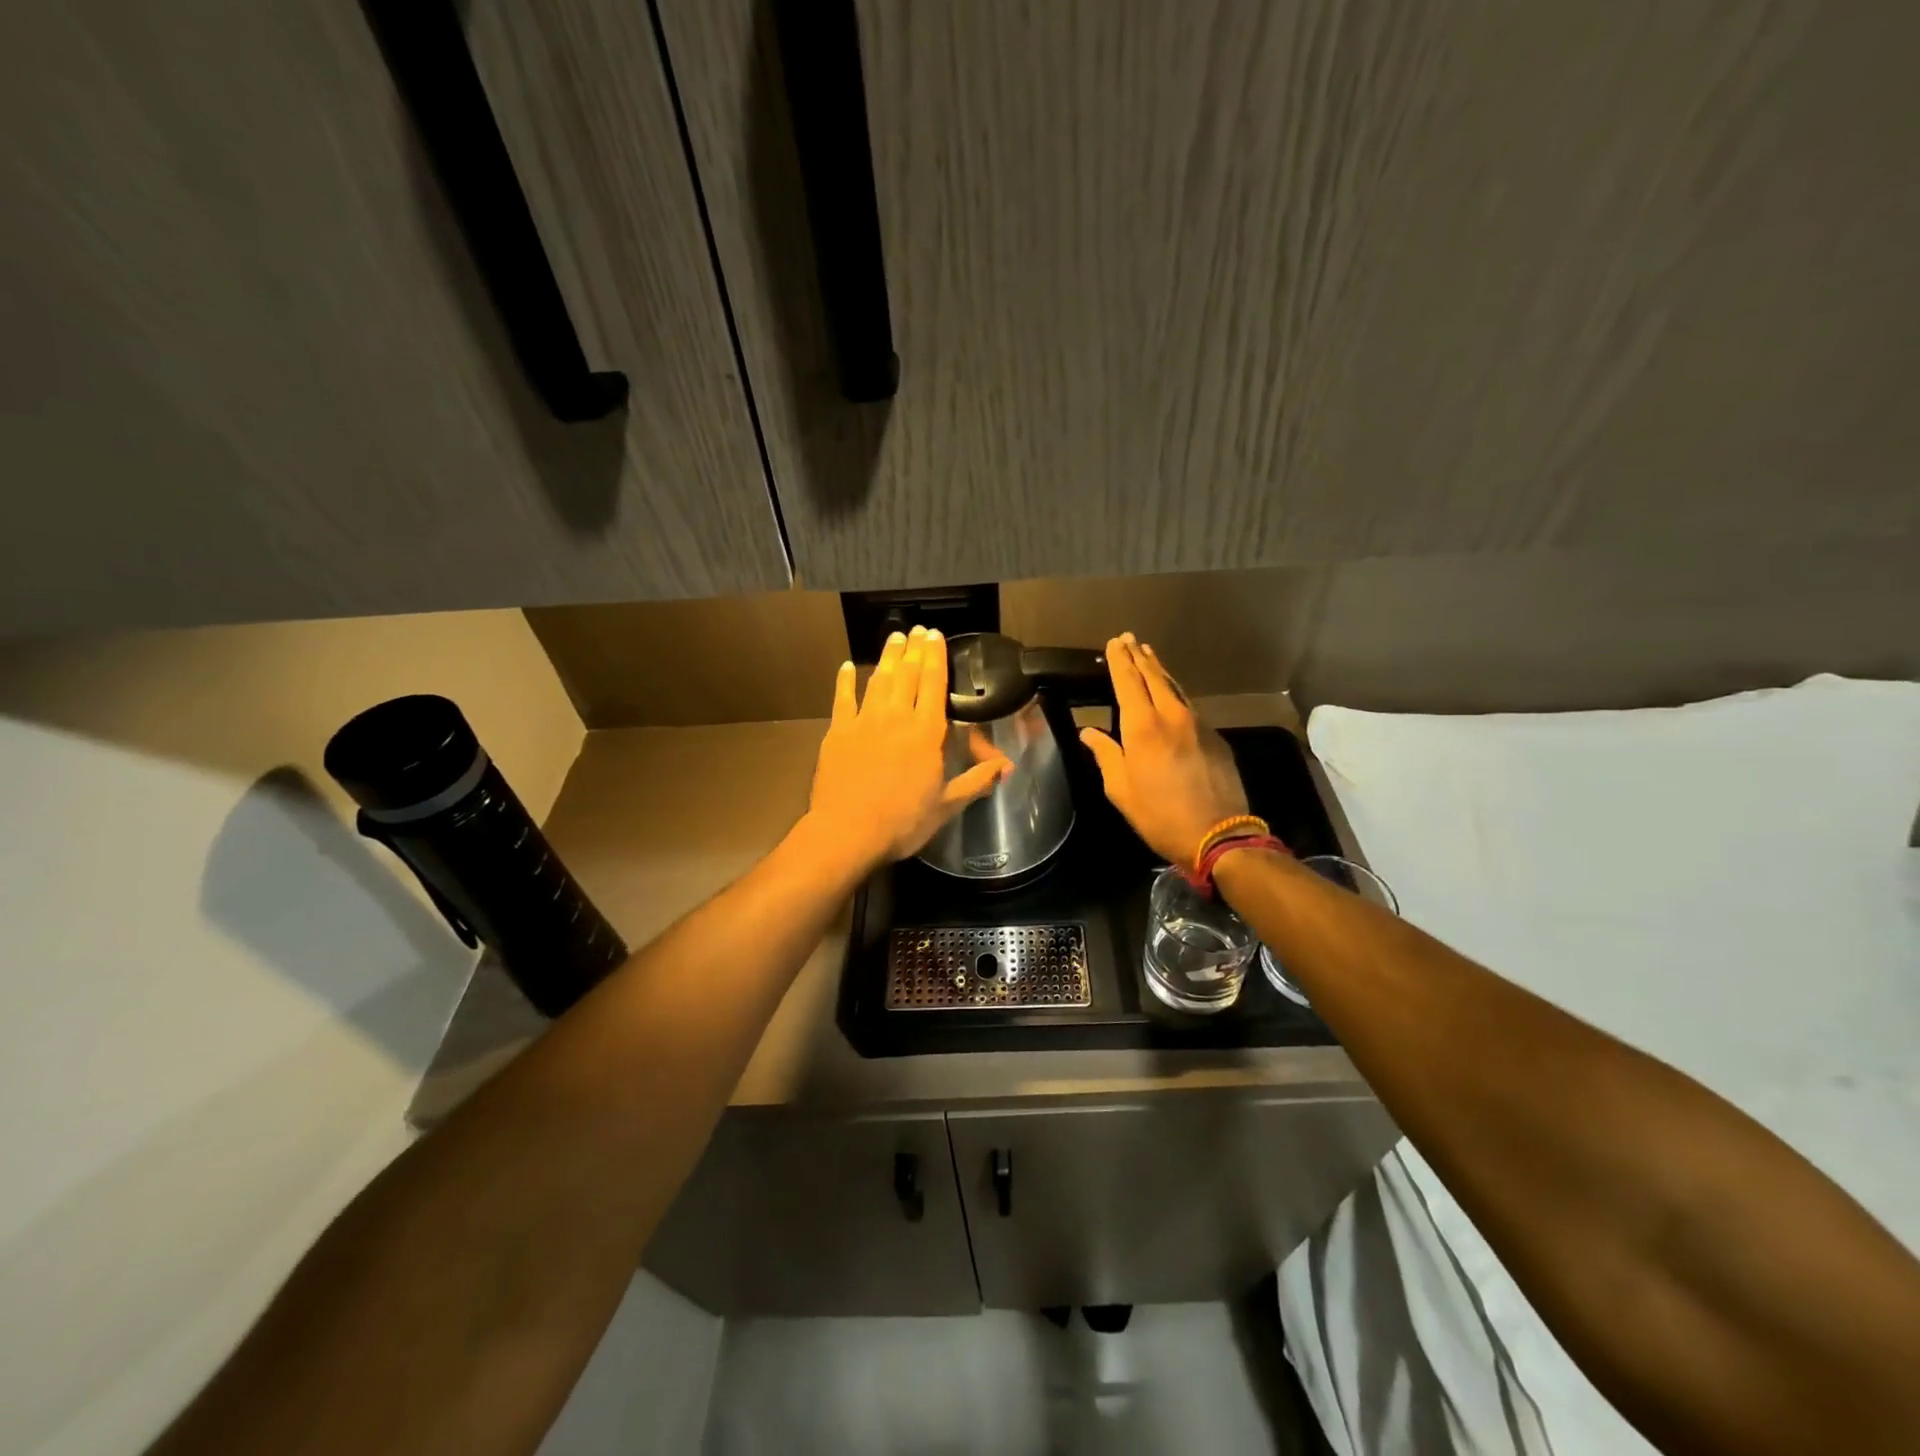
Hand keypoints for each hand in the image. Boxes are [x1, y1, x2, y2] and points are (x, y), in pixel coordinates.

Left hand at [805, 626, 1011, 870]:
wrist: (848, 832)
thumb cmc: (902, 821)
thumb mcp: (947, 805)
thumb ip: (976, 781)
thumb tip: (1007, 767)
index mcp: (926, 732)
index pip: (934, 684)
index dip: (936, 657)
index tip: (936, 635)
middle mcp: (896, 717)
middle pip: (907, 674)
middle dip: (914, 649)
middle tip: (917, 630)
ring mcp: (864, 721)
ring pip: (878, 680)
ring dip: (888, 657)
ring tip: (895, 637)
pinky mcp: (838, 732)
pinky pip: (842, 699)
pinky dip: (845, 681)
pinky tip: (848, 666)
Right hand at [1080, 633, 1248, 867]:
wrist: (1218, 834)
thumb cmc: (1159, 815)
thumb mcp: (1120, 789)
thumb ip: (1106, 755)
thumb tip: (1088, 732)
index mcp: (1143, 727)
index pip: (1127, 683)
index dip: (1119, 661)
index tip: (1114, 643)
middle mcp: (1171, 716)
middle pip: (1154, 677)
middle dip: (1139, 657)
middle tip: (1130, 638)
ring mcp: (1198, 724)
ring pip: (1175, 688)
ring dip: (1159, 670)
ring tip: (1149, 655)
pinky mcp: (1214, 736)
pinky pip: (1189, 705)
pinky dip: (1175, 692)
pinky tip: (1170, 693)